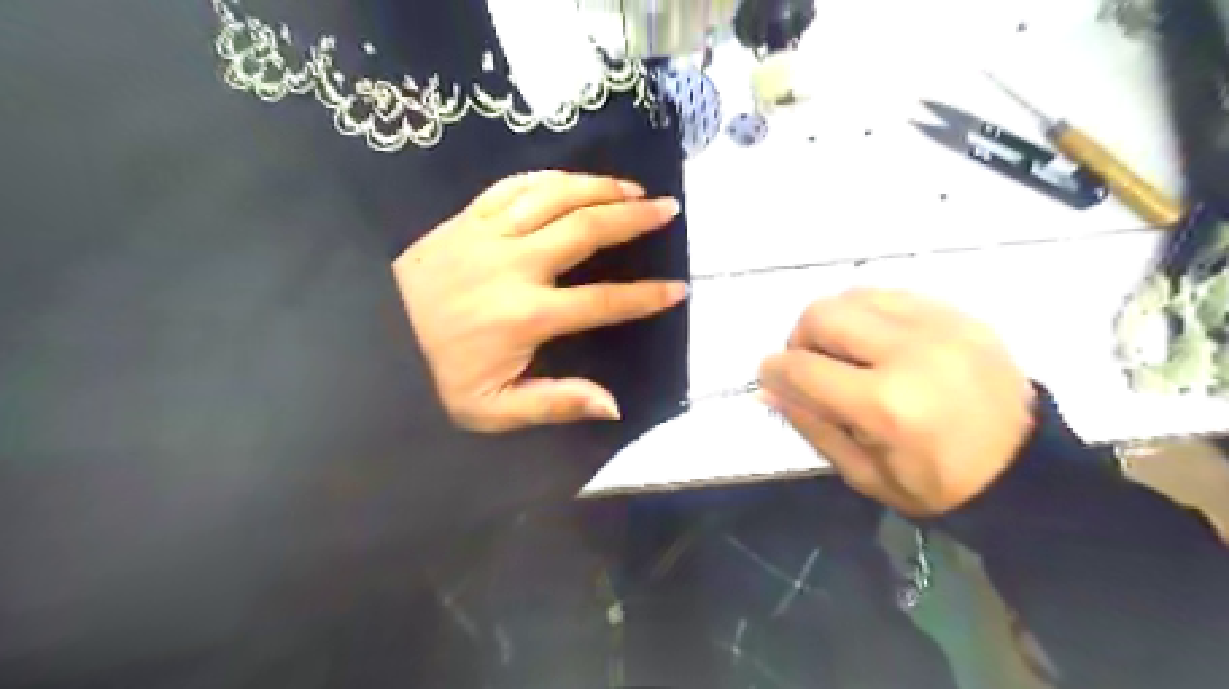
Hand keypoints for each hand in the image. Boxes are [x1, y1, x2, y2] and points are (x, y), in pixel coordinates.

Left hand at [394, 170, 685, 432]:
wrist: (370, 338)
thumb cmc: (435, 377)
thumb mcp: (492, 409)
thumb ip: (554, 404)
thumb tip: (612, 404)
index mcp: (526, 316)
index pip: (602, 302)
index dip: (645, 296)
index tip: (678, 289)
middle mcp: (514, 266)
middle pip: (585, 230)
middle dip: (633, 218)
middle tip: (667, 209)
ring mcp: (488, 234)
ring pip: (554, 196)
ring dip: (598, 188)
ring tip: (632, 188)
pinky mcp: (466, 219)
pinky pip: (514, 185)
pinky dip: (549, 177)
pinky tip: (572, 179)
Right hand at [760, 291, 1035, 515]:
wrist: (1027, 471)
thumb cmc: (938, 485)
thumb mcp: (864, 474)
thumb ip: (810, 425)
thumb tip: (769, 387)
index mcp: (886, 405)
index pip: (803, 367)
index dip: (774, 370)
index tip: (771, 376)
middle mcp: (910, 352)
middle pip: (822, 314)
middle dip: (800, 338)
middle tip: (811, 365)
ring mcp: (940, 326)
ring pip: (854, 295)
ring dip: (834, 322)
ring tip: (846, 352)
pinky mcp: (960, 315)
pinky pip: (891, 295)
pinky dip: (869, 313)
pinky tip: (878, 341)